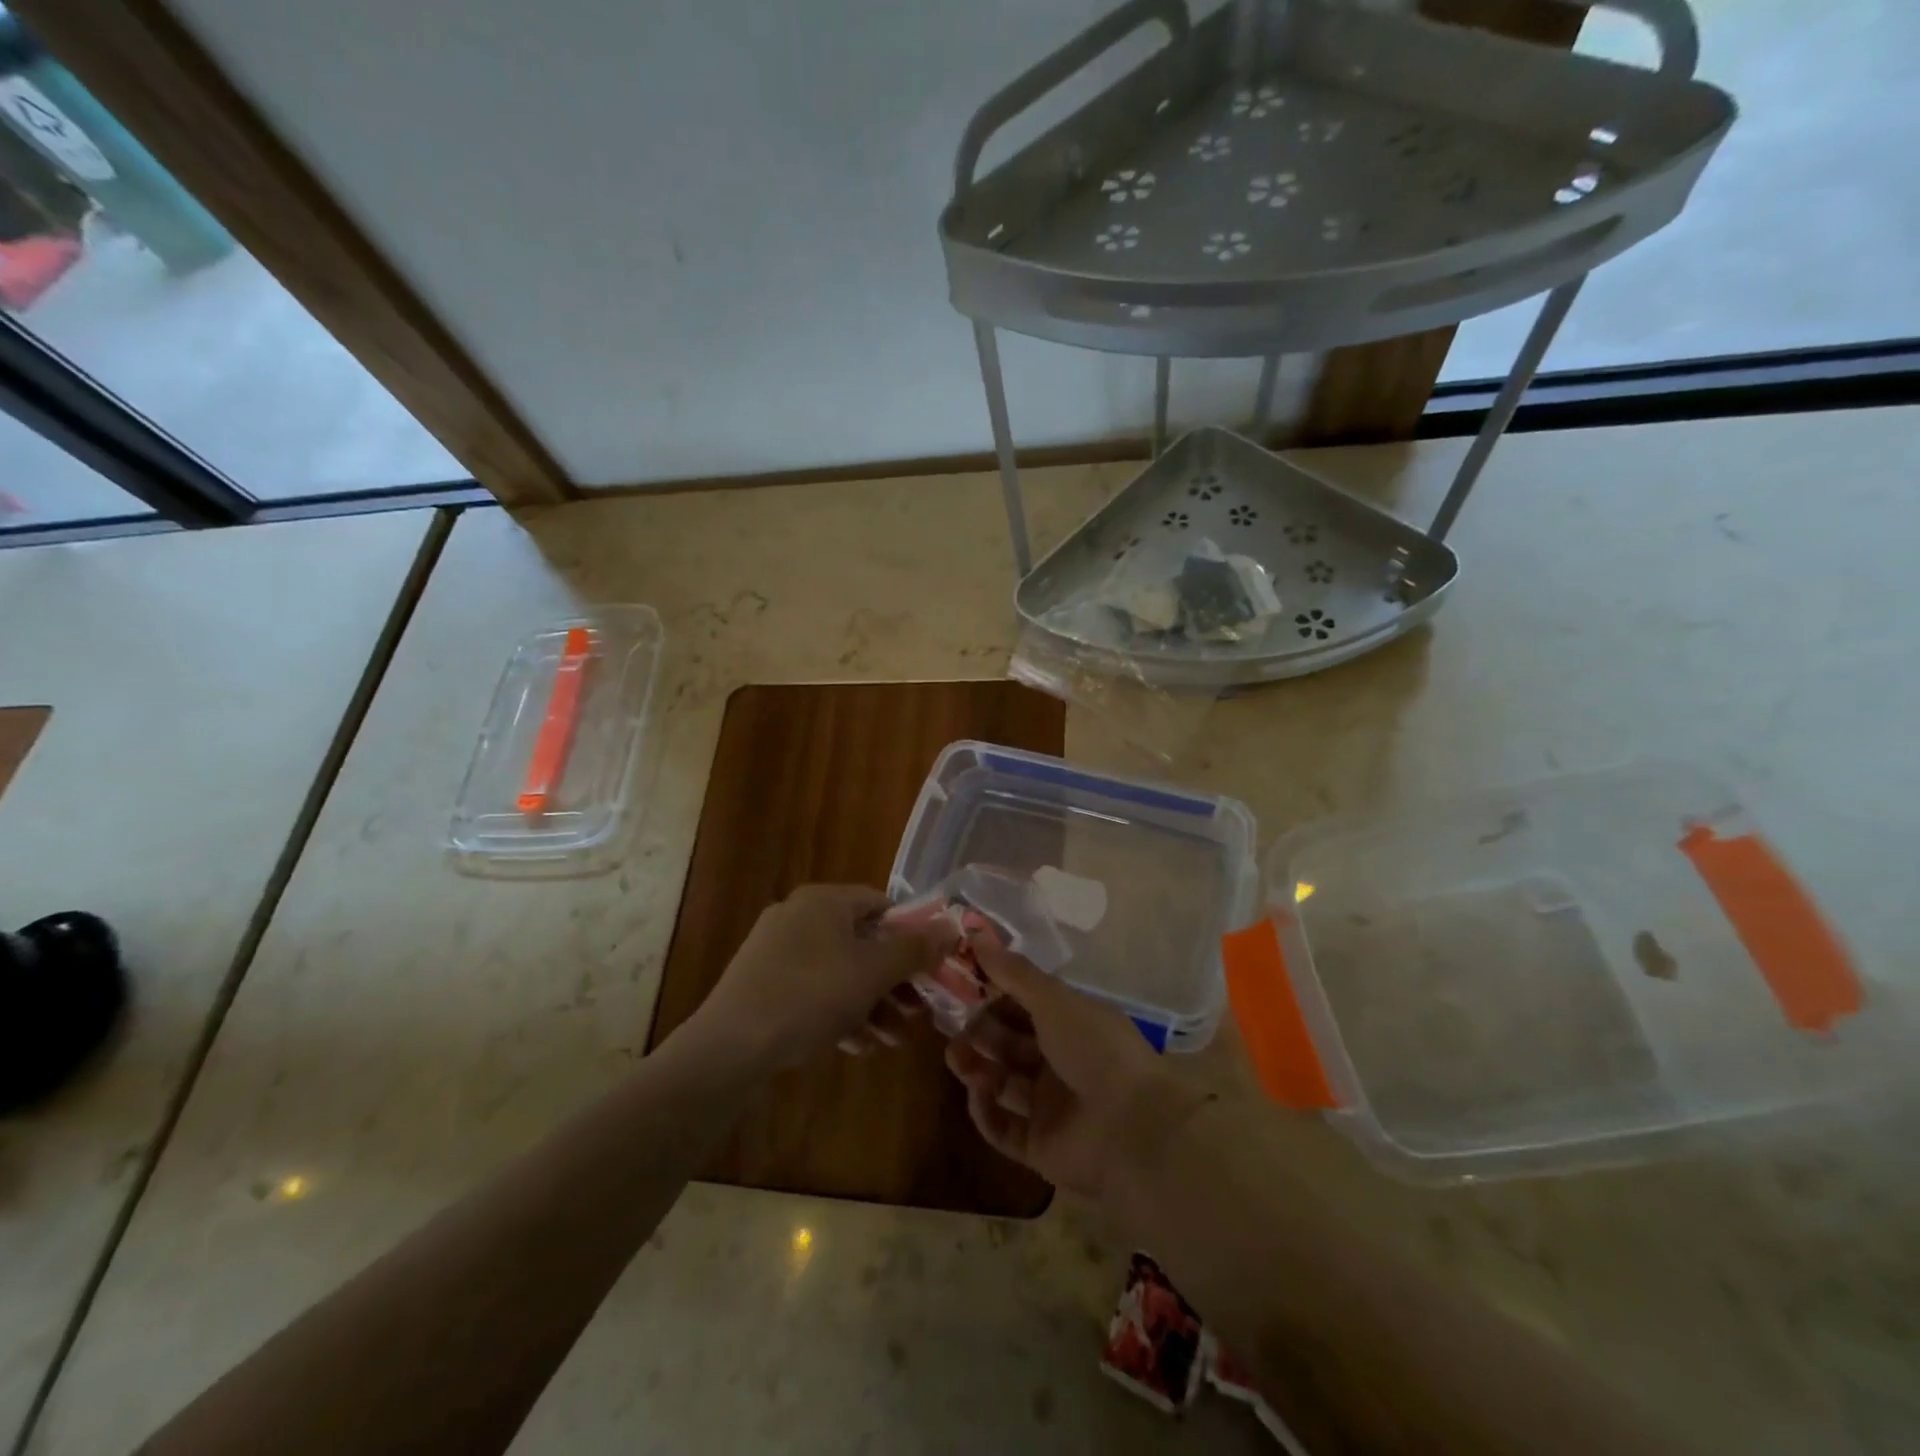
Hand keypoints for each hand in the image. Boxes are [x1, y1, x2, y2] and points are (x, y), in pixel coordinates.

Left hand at [686, 885, 951, 1073]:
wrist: (730, 1047)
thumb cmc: (810, 995)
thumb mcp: (872, 972)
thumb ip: (914, 949)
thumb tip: (952, 928)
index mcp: (824, 901)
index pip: (881, 904)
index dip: (911, 933)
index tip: (930, 968)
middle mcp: (799, 916)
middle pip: (862, 941)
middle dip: (893, 980)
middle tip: (917, 1011)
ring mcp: (776, 951)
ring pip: (839, 971)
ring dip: (872, 1003)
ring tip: (893, 1040)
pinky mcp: (762, 984)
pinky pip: (813, 991)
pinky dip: (839, 1013)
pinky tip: (858, 1047)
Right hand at [944, 939, 1211, 1200]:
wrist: (1132, 1126)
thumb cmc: (1094, 1048)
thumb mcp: (1053, 1000)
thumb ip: (1013, 972)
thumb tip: (975, 934)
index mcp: (1070, 1025)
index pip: (1023, 1005)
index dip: (992, 993)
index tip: (959, 982)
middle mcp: (1059, 1063)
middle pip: (1009, 1043)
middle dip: (979, 1030)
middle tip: (947, 1020)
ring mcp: (1049, 1107)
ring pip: (1001, 1083)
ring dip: (976, 1066)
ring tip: (954, 1055)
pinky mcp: (1038, 1147)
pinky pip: (1003, 1127)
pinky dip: (986, 1110)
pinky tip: (978, 1091)